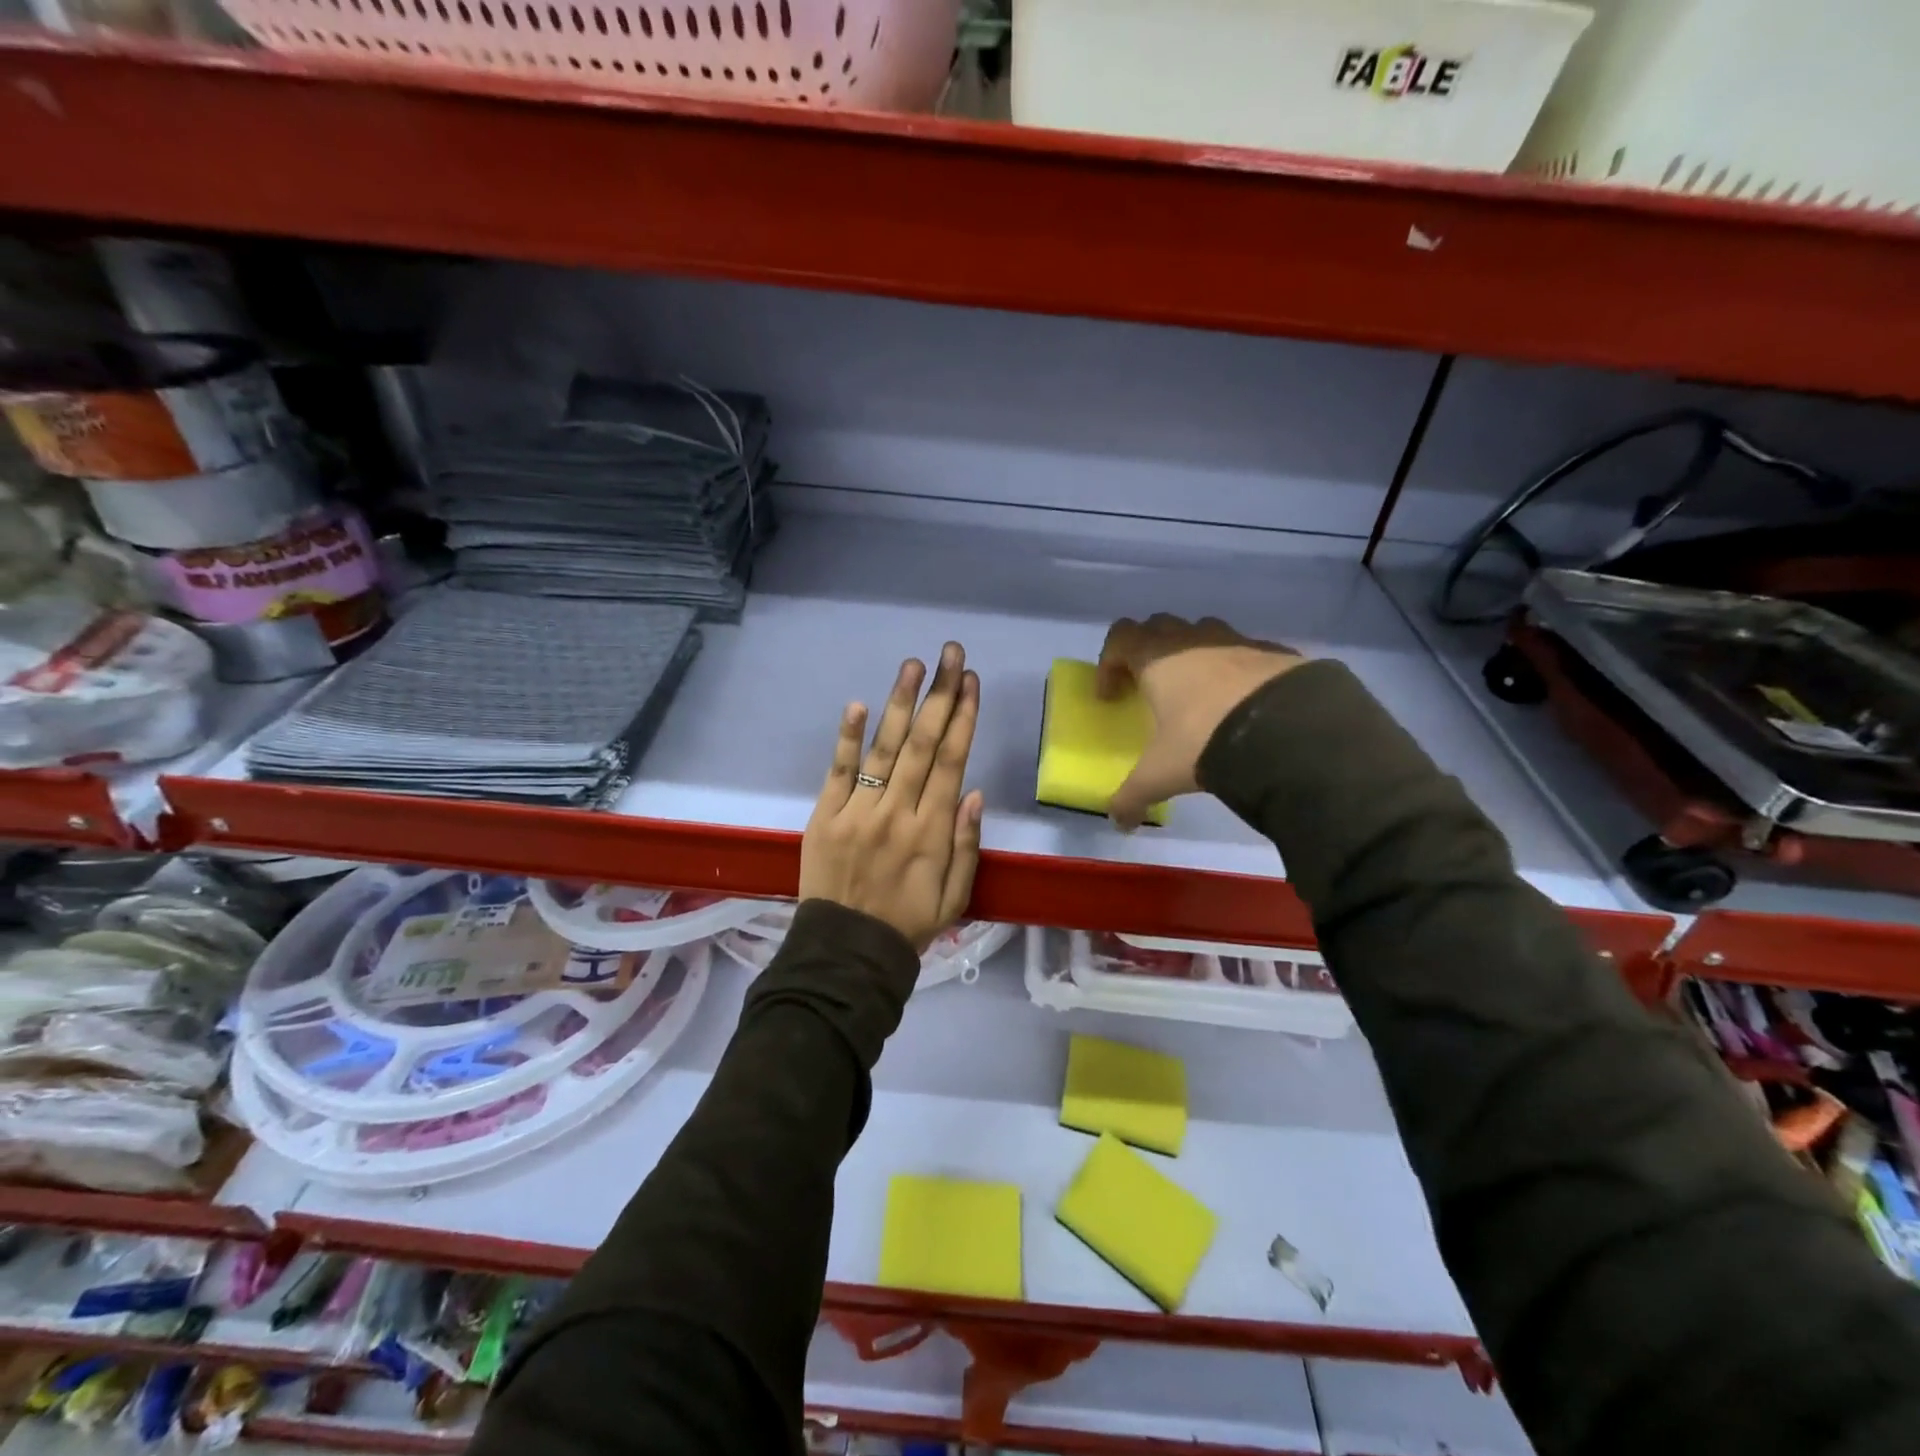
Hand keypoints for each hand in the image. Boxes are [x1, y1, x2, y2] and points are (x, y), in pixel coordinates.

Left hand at [800, 642, 984, 951]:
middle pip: (922, 744)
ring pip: (884, 749)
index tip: (971, 682)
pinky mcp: (824, 816)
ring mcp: (858, 811)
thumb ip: (967, 844)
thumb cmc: (908, 923)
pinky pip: (839, 771)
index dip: (963, 718)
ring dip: (900, 703)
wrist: (846, 953)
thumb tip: (974, 792)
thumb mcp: (956, 896)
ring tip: (913, 665)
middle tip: (950, 654)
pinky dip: (849, 737)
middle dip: (939, 695)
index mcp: (932, 831)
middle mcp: (898, 812)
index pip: (952, 761)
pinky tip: (860, 704)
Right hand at [1097, 615, 1305, 829]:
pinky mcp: (1273, 652)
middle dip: (1148, 652)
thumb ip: (1133, 796)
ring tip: (1197, 694)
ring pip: (1202, 632)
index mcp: (1157, 658)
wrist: (1287, 729)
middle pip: (1158, 626)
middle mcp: (1193, 641)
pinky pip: (1244, 652)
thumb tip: (1119, 823)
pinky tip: (1241, 703)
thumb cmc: (1205, 740)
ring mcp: (1236, 641)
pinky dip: (1234, 670)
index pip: (1120, 638)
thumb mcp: (1161, 774)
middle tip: (1149, 688)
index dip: (1108, 663)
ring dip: (1191, 655)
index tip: (1112, 696)